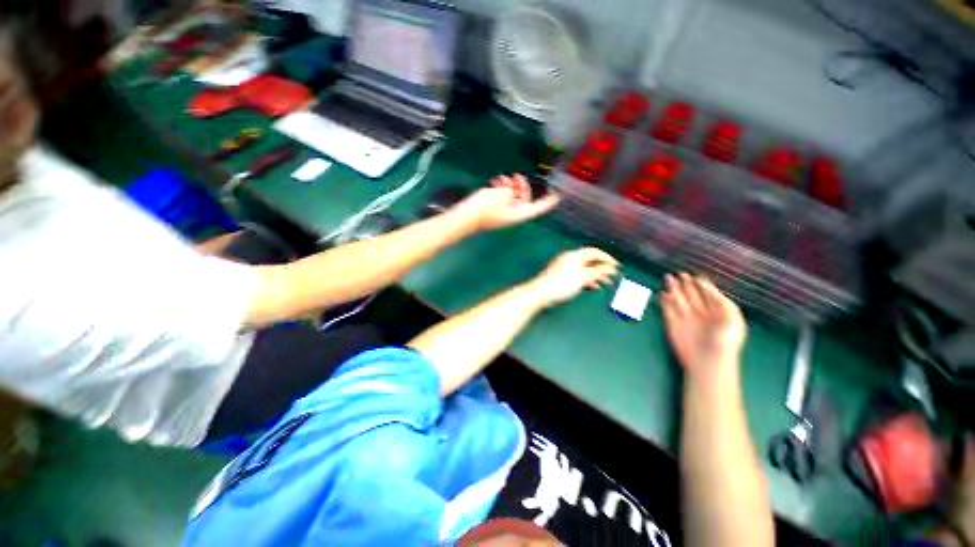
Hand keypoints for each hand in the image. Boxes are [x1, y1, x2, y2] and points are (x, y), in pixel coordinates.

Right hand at [458, 174, 560, 230]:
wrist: (466, 217)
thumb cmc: (485, 207)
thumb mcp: (502, 194)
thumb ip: (510, 190)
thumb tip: (510, 191)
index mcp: (519, 214)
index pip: (537, 208)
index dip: (547, 202)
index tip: (556, 196)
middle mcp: (513, 215)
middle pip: (524, 200)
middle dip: (522, 187)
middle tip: (517, 176)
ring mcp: (503, 214)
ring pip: (512, 198)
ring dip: (510, 187)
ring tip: (502, 178)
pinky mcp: (494, 211)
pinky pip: (503, 199)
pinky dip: (502, 190)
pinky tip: (495, 182)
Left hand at [528, 248, 618, 307]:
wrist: (541, 293)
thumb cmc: (562, 283)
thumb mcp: (583, 277)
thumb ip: (598, 272)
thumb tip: (611, 269)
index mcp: (574, 255)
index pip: (594, 252)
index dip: (607, 258)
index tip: (617, 266)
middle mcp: (570, 259)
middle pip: (590, 260)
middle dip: (602, 268)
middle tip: (613, 276)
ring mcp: (565, 268)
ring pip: (585, 269)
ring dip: (596, 275)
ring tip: (606, 283)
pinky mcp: (562, 277)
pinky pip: (579, 276)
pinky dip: (588, 280)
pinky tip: (593, 287)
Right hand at [660, 273, 746, 373]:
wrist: (708, 361)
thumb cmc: (724, 340)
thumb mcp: (731, 315)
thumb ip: (718, 298)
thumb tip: (704, 285)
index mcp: (718, 312)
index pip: (708, 294)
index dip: (702, 285)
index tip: (696, 276)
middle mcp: (701, 313)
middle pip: (692, 295)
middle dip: (686, 284)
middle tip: (680, 274)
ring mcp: (686, 318)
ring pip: (679, 299)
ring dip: (673, 289)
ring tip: (668, 278)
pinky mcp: (672, 323)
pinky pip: (667, 309)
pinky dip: (664, 301)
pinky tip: (662, 294)